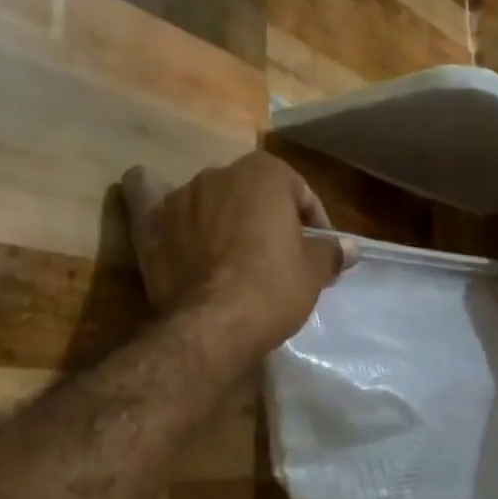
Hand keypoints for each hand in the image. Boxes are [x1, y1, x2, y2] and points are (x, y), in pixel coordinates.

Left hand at [121, 152, 349, 358]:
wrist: (213, 325)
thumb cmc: (273, 289)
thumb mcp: (313, 272)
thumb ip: (331, 252)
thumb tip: (351, 248)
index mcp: (265, 173)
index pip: (299, 193)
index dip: (313, 223)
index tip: (318, 252)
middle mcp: (220, 173)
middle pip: (252, 194)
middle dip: (266, 218)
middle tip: (278, 256)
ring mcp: (181, 197)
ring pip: (208, 198)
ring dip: (220, 215)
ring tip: (231, 252)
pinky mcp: (151, 224)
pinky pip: (146, 197)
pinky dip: (148, 194)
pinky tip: (146, 189)